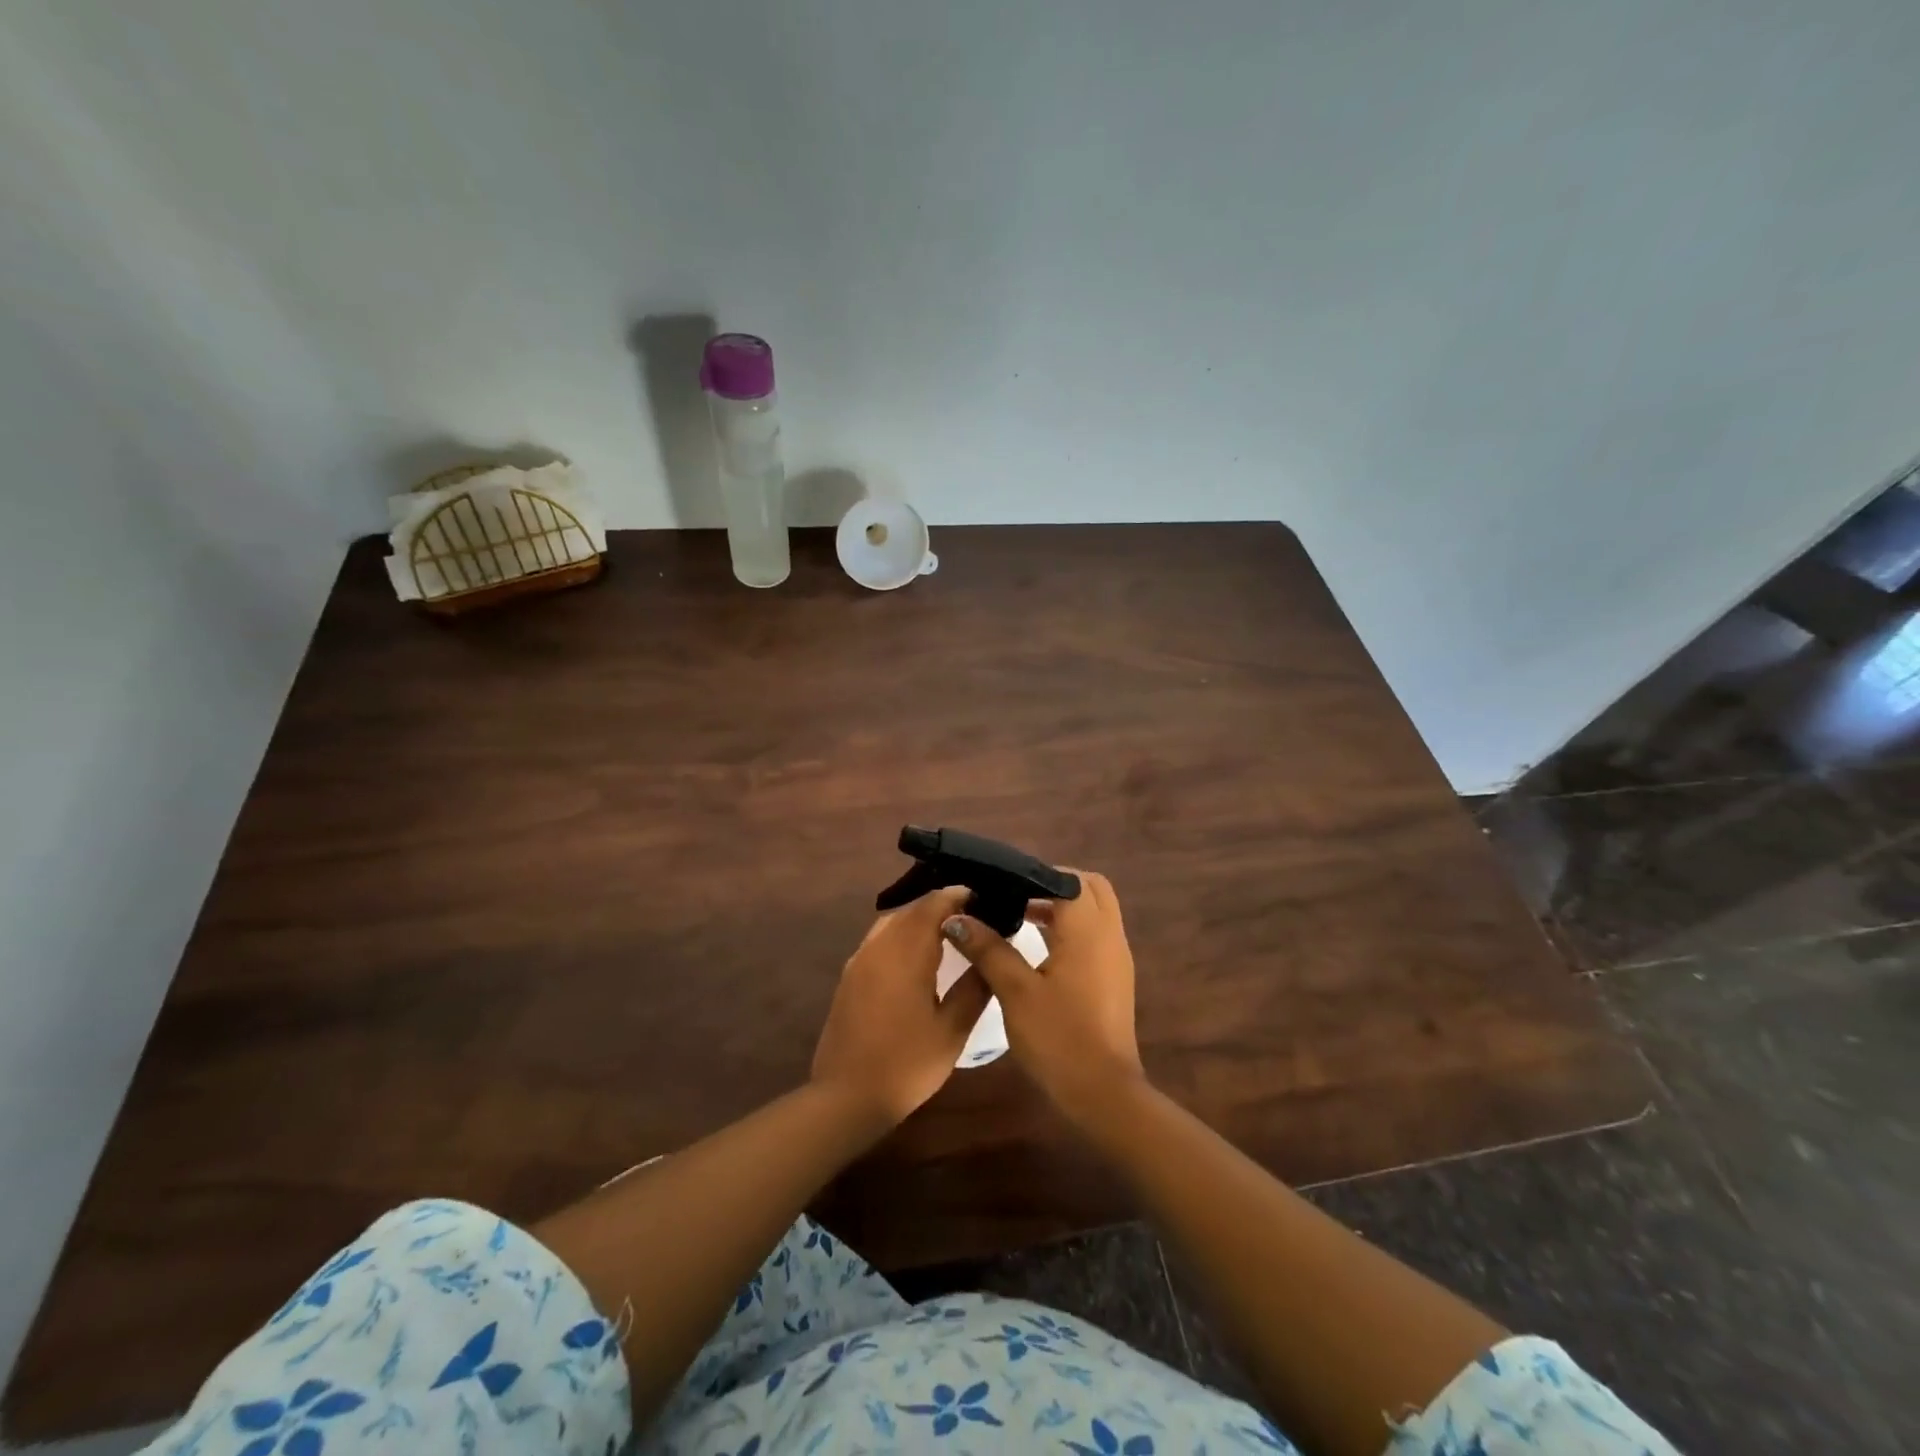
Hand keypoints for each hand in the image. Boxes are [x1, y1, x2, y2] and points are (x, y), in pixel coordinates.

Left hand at [811, 887, 990, 1126]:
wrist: (846, 1097)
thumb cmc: (906, 1065)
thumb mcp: (952, 1030)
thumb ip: (974, 987)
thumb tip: (991, 955)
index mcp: (906, 954)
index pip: (933, 905)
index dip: (957, 896)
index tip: (983, 897)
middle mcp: (879, 947)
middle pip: (912, 909)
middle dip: (940, 905)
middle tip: (972, 914)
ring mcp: (859, 960)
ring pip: (892, 921)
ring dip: (919, 918)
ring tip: (947, 930)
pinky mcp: (849, 975)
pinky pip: (879, 938)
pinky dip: (901, 933)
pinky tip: (916, 954)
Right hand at [938, 869, 1143, 1126]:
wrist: (1102, 1094)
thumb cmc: (1058, 1038)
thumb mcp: (1016, 991)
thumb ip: (988, 948)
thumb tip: (956, 918)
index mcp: (1088, 930)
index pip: (1066, 878)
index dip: (1034, 875)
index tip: (1001, 883)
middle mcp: (1109, 934)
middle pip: (1088, 887)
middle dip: (1054, 884)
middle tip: (1016, 895)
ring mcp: (1117, 957)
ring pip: (1095, 910)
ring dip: (1062, 906)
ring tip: (1019, 916)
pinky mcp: (1115, 977)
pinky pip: (1096, 934)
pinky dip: (1072, 928)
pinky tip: (1039, 947)